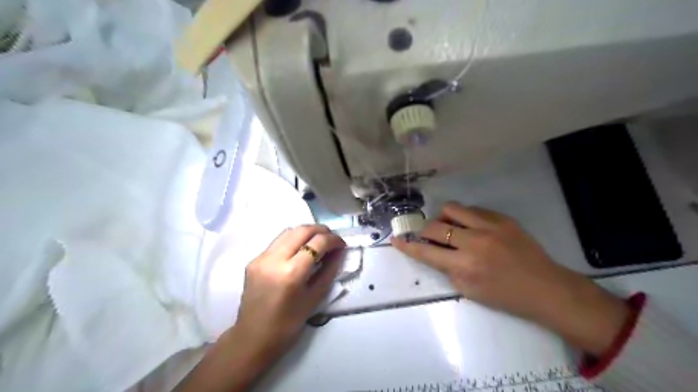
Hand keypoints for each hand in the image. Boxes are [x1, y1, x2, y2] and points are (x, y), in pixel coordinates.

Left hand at [175, 223, 344, 391]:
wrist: (252, 339)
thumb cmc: (288, 325)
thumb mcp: (315, 298)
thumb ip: (329, 270)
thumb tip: (339, 251)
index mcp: (291, 273)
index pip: (317, 243)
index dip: (333, 240)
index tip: (342, 244)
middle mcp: (274, 259)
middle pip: (302, 230)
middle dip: (321, 230)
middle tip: (332, 239)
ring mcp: (261, 258)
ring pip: (288, 231)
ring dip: (306, 232)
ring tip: (317, 242)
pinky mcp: (253, 260)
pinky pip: (277, 242)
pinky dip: (293, 241)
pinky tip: (299, 252)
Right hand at [395, 204, 630, 355]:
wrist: (546, 287)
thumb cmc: (506, 296)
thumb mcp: (470, 292)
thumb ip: (448, 270)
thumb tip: (436, 252)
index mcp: (465, 266)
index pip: (426, 252)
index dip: (408, 246)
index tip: (395, 239)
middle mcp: (474, 242)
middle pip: (435, 226)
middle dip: (425, 231)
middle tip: (429, 237)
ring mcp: (489, 226)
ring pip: (452, 208)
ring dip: (443, 217)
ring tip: (450, 227)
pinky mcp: (502, 218)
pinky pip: (473, 209)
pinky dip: (465, 217)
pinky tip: (472, 227)